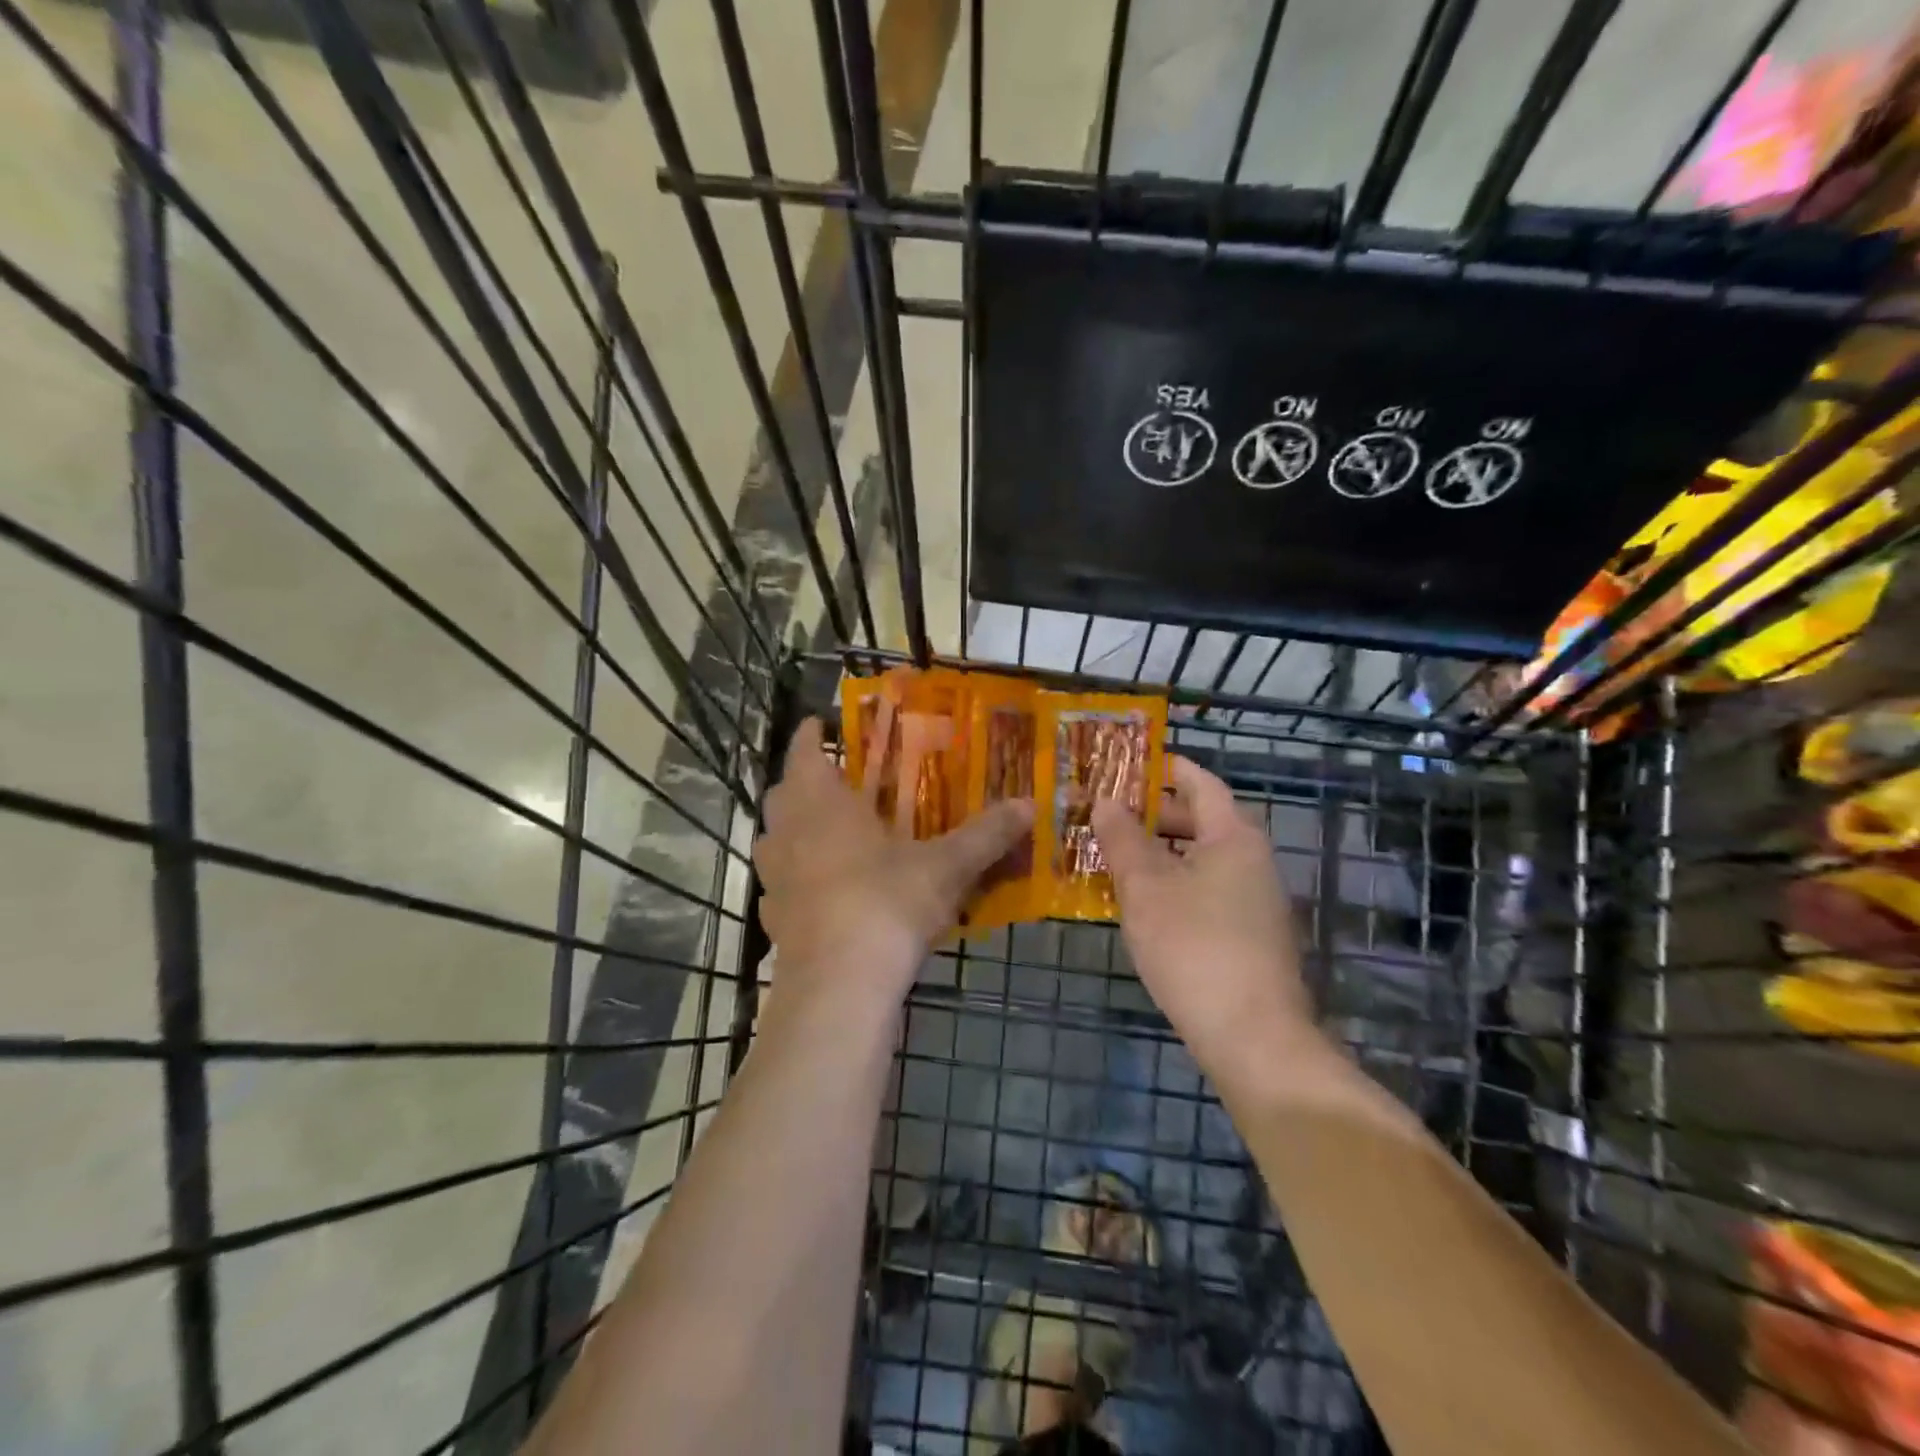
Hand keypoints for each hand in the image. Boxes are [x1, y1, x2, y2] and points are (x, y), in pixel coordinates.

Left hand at [754, 718, 1033, 1006]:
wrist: (839, 986)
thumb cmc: (886, 903)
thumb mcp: (945, 867)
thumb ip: (985, 835)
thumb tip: (1030, 804)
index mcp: (821, 803)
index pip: (805, 753)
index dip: (811, 735)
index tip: (820, 722)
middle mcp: (787, 832)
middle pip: (782, 795)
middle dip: (803, 783)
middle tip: (835, 782)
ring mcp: (774, 878)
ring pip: (774, 840)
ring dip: (793, 831)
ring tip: (827, 834)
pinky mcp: (774, 920)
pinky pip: (780, 887)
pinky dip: (797, 880)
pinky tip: (824, 893)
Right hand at [1092, 756, 1313, 1077]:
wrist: (1253, 1038)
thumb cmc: (1194, 947)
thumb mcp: (1146, 888)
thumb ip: (1122, 839)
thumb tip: (1104, 799)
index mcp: (1233, 836)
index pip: (1200, 782)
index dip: (1164, 767)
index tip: (1125, 763)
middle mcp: (1251, 860)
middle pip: (1199, 819)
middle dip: (1151, 813)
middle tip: (1103, 811)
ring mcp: (1254, 900)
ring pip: (1199, 858)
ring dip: (1157, 852)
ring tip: (1110, 854)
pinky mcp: (1248, 935)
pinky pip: (1205, 889)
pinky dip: (1172, 882)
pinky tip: (1138, 901)